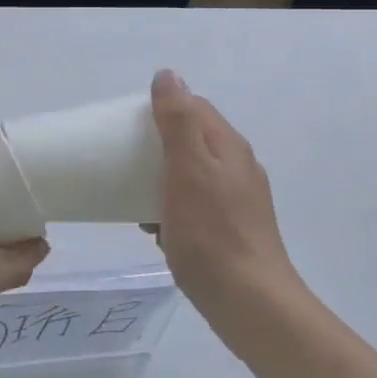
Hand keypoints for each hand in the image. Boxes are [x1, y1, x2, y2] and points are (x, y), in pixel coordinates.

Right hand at [148, 69, 301, 324]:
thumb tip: (168, 74)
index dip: (162, 108)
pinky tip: (158, 231)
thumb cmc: (212, 233)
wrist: (250, 303)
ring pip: (193, 174)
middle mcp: (238, 167)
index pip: (195, 106)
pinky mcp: (233, 230)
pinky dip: (174, 209)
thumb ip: (178, 121)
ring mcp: (238, 200)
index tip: (128, 125)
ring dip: (163, 180)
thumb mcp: (188, 169)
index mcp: (228, 145)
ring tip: (136, 198)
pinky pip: (197, 206)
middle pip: (194, 139)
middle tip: (126, 162)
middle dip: (159, 145)